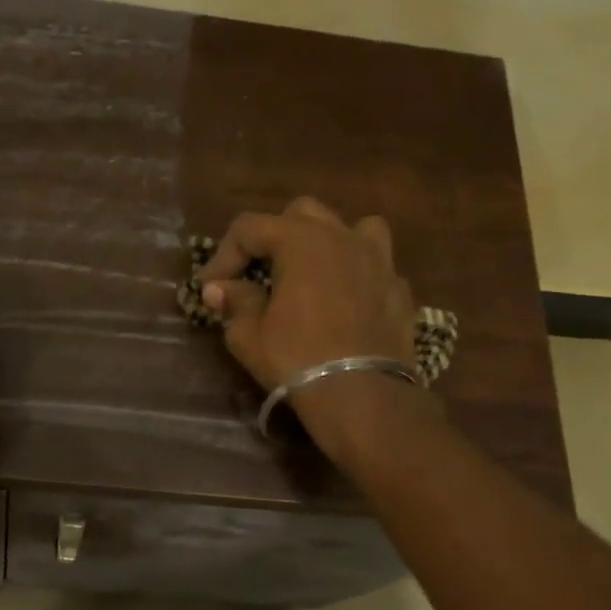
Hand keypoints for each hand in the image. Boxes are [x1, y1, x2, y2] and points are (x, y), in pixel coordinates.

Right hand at [198, 197, 431, 457]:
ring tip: (313, 272)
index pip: (250, 228)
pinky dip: (356, 276)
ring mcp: (379, 259)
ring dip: (327, 242)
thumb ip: (234, 302)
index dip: (223, 254)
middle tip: (258, 272)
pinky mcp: (400, 288)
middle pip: (301, 214)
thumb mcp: (248, 335)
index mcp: (301, 240)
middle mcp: (343, 236)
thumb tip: (219, 289)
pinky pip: (374, 267)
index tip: (210, 287)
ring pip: (352, 227)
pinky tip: (345, 303)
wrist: (362, 394)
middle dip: (273, 237)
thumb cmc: (297, 359)